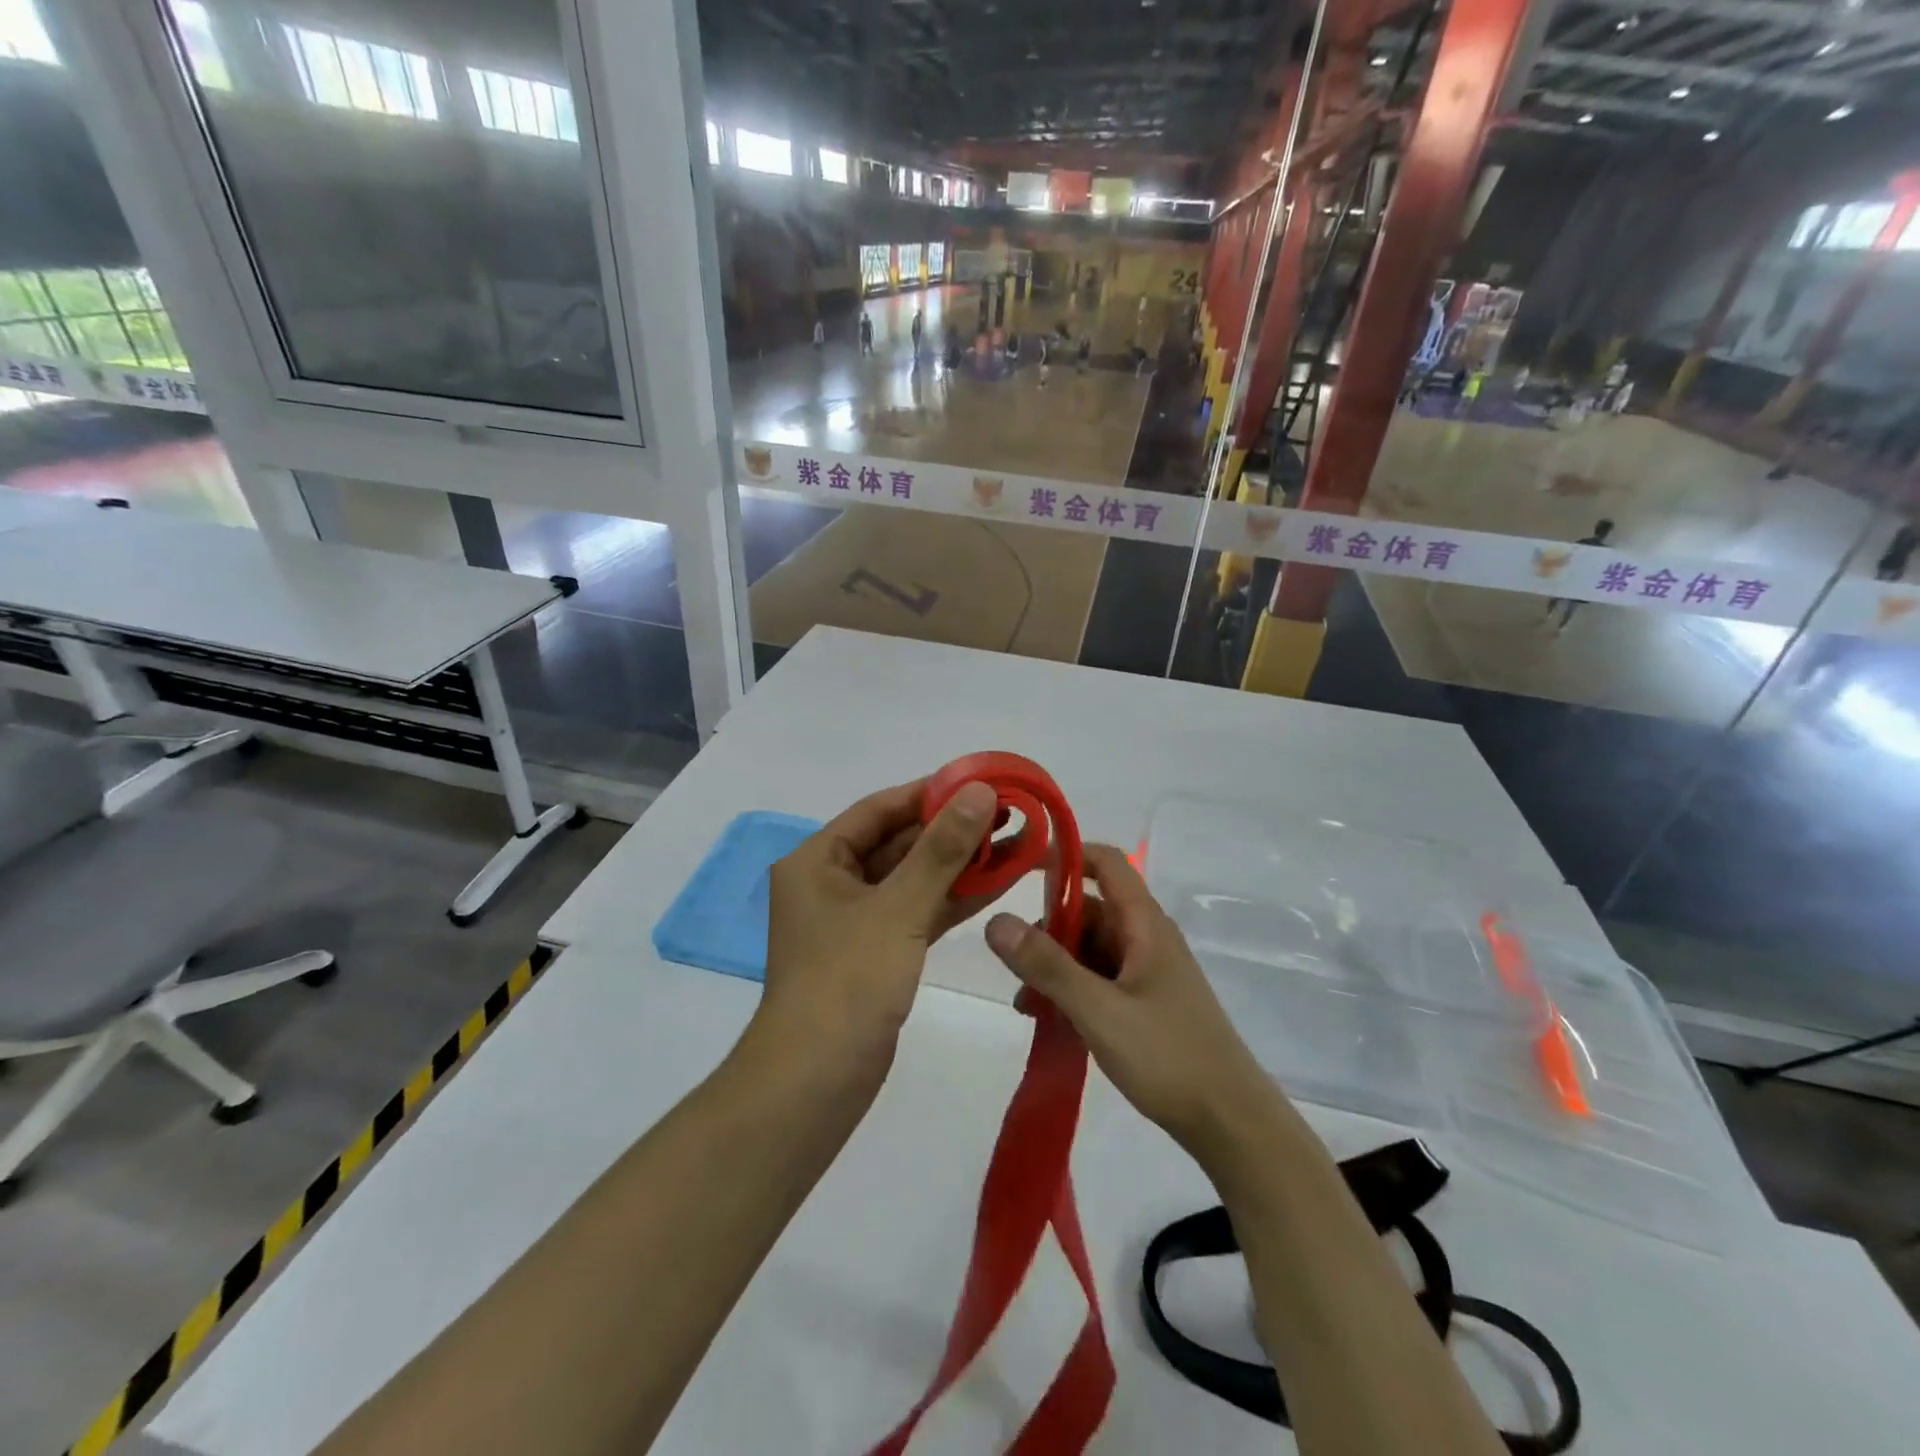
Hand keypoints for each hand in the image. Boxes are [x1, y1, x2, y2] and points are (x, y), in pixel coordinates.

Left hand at [756, 778, 1003, 1077]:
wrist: (817, 1082)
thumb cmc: (848, 981)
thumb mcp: (898, 908)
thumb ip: (941, 849)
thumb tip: (978, 791)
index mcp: (817, 860)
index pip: (880, 809)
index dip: (930, 793)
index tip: (980, 782)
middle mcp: (832, 883)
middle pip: (898, 842)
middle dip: (951, 830)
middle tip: (1007, 814)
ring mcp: (855, 920)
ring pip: (912, 879)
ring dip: (958, 864)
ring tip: (1013, 842)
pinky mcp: (877, 952)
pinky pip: (917, 911)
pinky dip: (951, 899)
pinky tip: (997, 882)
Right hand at [985, 845, 1278, 1160]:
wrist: (1231, 1124)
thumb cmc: (1168, 1056)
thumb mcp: (1098, 1010)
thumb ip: (1046, 965)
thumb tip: (995, 920)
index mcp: (1144, 924)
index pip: (1105, 862)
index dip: (1065, 854)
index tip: (1020, 867)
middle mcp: (1147, 938)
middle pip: (1090, 908)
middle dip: (1048, 928)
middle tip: (1013, 962)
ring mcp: (1148, 972)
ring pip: (1091, 948)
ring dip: (1055, 965)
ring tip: (1026, 1004)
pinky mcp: (1147, 1002)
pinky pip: (1100, 978)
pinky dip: (1072, 989)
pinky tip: (1050, 1021)